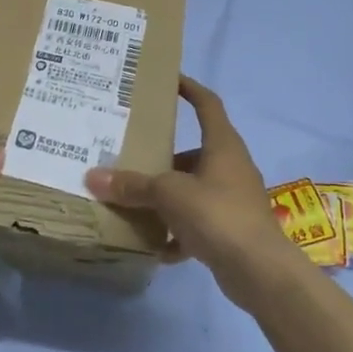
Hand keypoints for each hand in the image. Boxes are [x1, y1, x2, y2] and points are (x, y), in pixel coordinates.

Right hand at [85, 77, 312, 312]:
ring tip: (134, 203)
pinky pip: (197, 224)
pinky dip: (177, 233)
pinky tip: (155, 247)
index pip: (207, 104)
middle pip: (192, 153)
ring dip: (166, 198)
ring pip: (193, 190)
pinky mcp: (231, 230)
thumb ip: (132, 185)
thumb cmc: (218, 214)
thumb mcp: (169, 194)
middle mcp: (230, 167)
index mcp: (223, 145)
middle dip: (162, 158)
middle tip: (130, 157)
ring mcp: (233, 200)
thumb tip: (93, 177)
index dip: (190, 88)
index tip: (168, 80)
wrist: (260, 271)